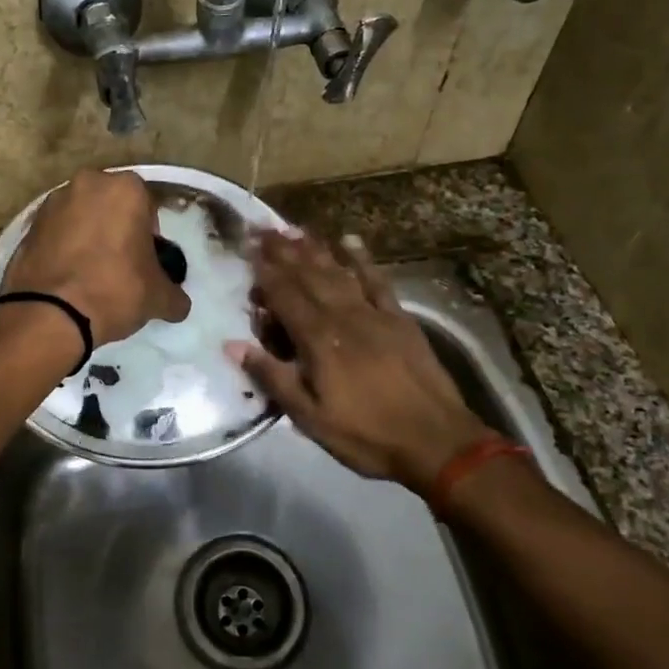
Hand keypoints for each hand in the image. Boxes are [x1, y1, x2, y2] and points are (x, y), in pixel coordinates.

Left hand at [1, 169, 190, 346]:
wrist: (50, 313)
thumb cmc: (115, 290)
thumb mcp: (159, 297)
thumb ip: (174, 294)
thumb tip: (177, 304)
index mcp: (125, 188)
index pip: (147, 207)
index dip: (149, 237)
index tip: (145, 262)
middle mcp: (87, 183)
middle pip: (111, 206)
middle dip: (117, 229)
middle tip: (120, 266)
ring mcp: (52, 202)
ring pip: (81, 217)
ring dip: (88, 236)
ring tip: (91, 274)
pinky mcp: (28, 225)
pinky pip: (56, 233)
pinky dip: (63, 248)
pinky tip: (68, 278)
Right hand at [230, 230, 496, 492]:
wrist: (436, 440)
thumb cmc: (366, 434)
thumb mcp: (309, 417)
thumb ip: (272, 376)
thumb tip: (232, 344)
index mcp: (318, 340)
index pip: (284, 296)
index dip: (264, 272)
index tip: (247, 248)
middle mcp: (343, 316)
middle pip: (308, 276)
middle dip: (283, 251)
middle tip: (263, 228)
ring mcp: (374, 313)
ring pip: (338, 272)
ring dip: (314, 249)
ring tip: (294, 229)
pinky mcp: (399, 318)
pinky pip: (377, 281)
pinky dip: (362, 259)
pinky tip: (350, 240)